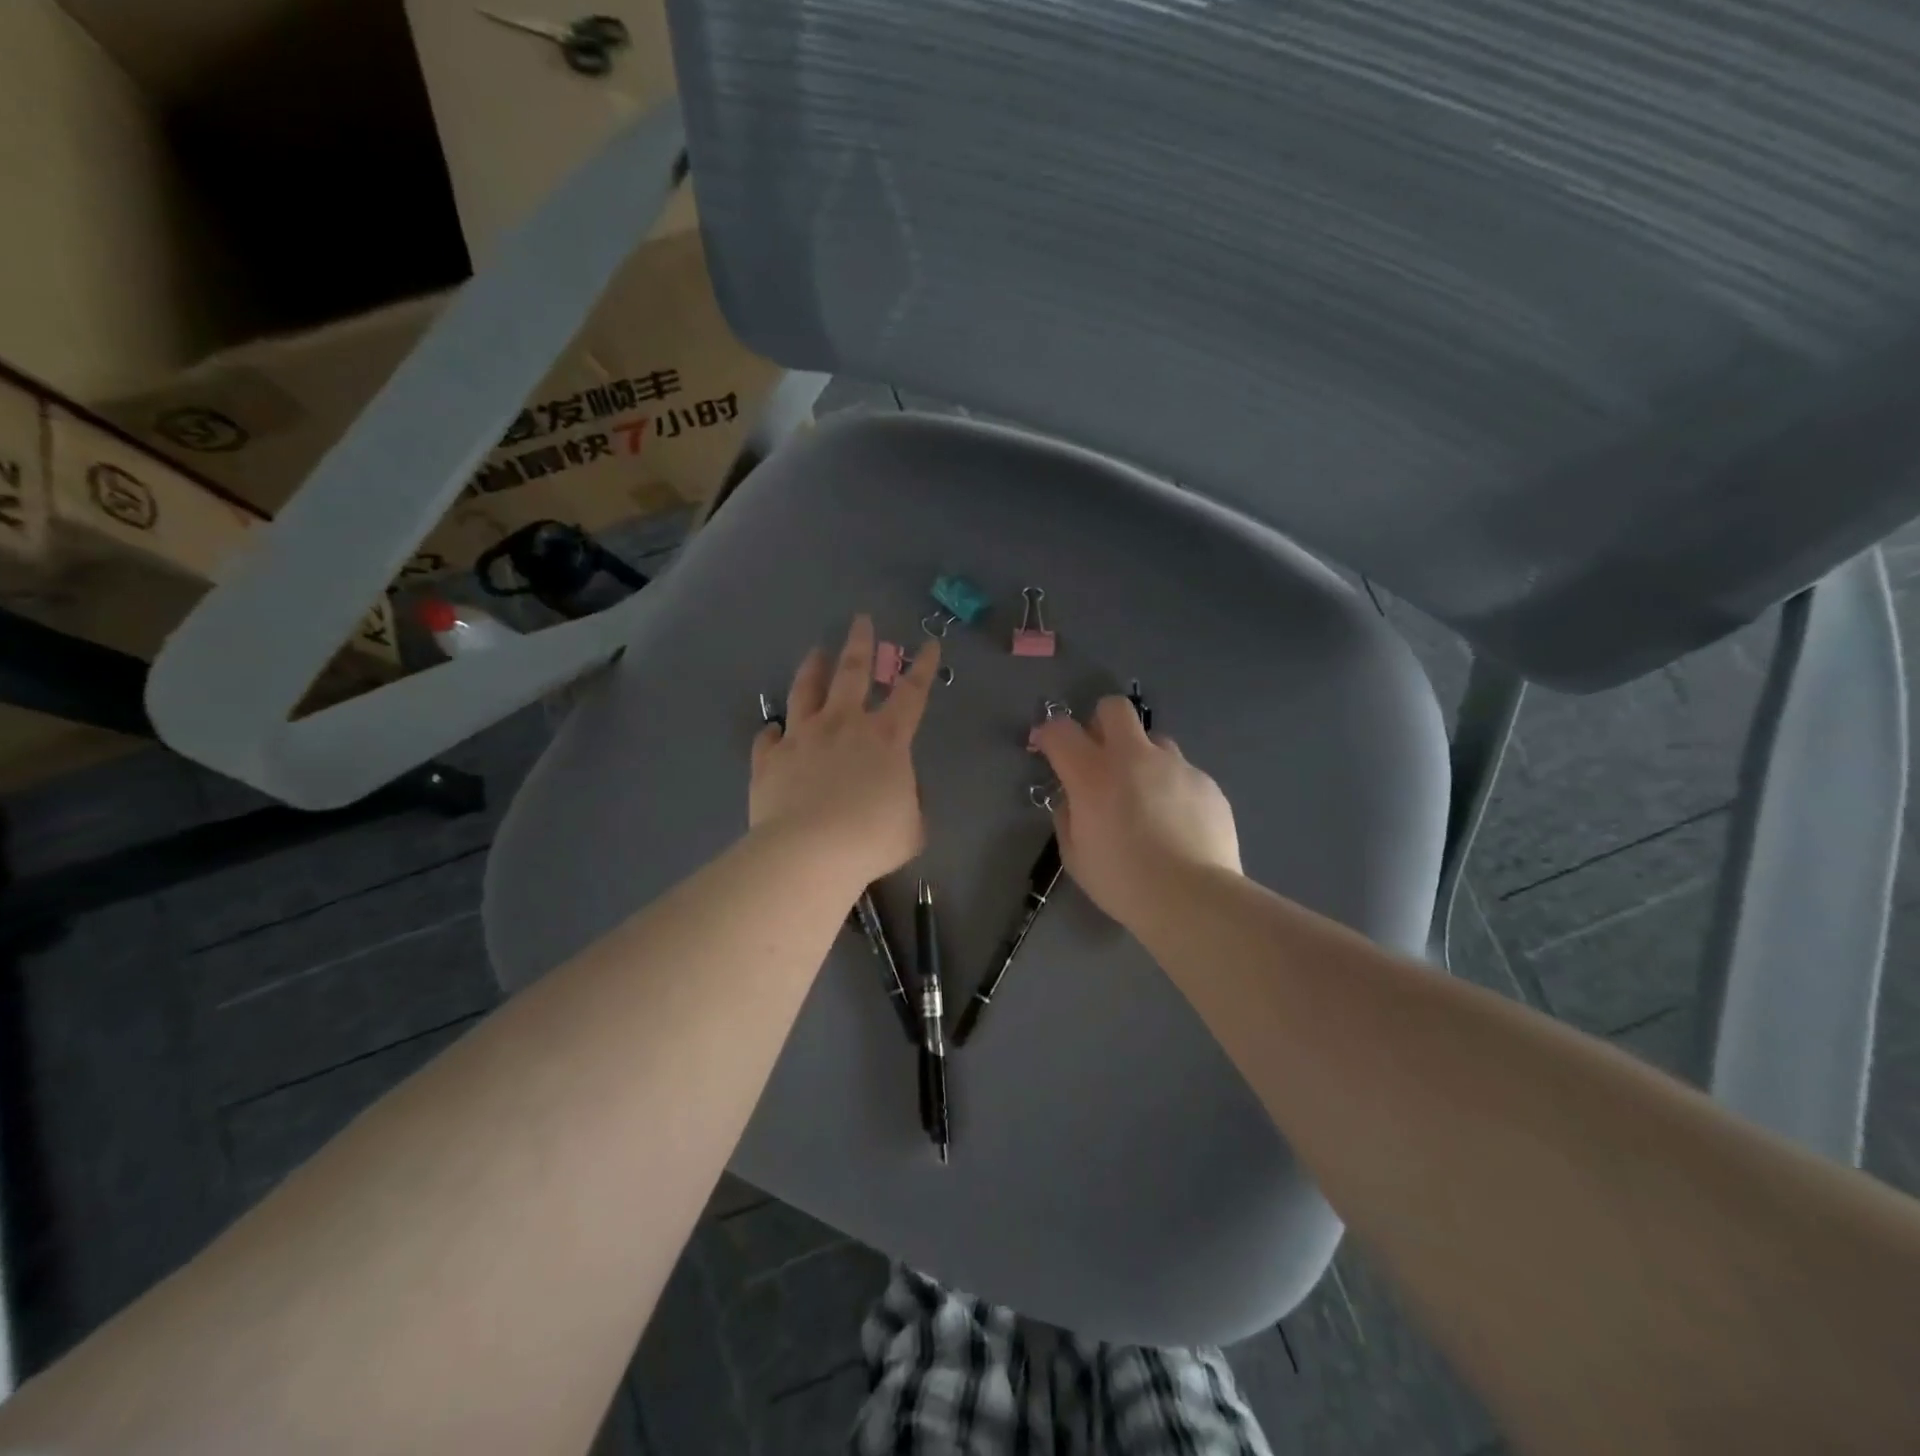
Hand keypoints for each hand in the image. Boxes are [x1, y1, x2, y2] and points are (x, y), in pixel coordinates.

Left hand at [751, 616, 940, 886]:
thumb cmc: (871, 838)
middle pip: (852, 672)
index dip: (922, 667)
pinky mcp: (770, 758)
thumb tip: (899, 793)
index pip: (911, 693)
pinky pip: (768, 738)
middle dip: (860, 643)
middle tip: (861, 620)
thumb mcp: (911, 827)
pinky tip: (772, 730)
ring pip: (806, 691)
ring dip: (812, 669)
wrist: (809, 851)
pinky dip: (772, 732)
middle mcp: (844, 725)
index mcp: (886, 738)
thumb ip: (910, 803)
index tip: (928, 644)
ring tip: (815, 652)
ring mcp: (802, 737)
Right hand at [1031, 696, 1240, 921]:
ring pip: (1154, 741)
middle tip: (1100, 756)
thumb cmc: (1122, 881)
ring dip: (1142, 758)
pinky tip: (1177, 824)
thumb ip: (1067, 818)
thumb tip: (1073, 800)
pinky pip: (1183, 774)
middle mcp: (1134, 757)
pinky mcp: (1207, 783)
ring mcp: (1176, 766)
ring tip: (1145, 797)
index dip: (1048, 733)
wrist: (1192, 898)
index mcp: (1092, 774)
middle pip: (1114, 709)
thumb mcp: (1075, 856)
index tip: (1046, 746)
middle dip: (1101, 722)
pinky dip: (1172, 789)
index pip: (1061, 730)